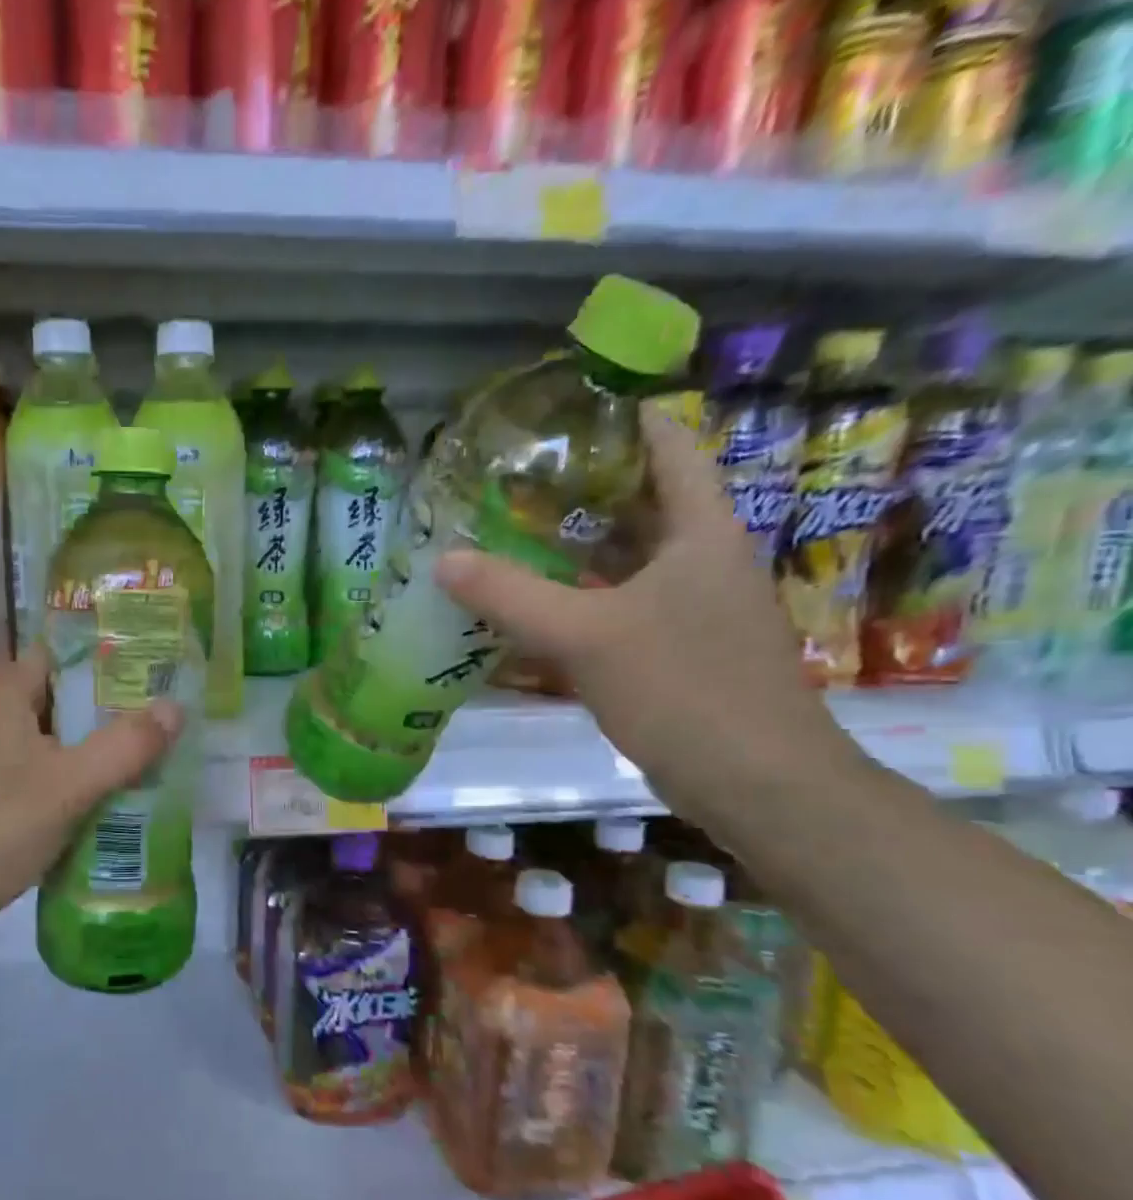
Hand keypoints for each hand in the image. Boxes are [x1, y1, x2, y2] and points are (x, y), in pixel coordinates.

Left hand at [0, 649, 181, 940]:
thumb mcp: (71, 786)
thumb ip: (126, 745)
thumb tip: (176, 707)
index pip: (58, 656)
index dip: (103, 664)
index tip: (147, 681)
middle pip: (53, 695)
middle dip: (100, 709)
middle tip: (150, 723)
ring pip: (40, 731)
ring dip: (81, 742)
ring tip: (131, 756)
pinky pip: (25, 760)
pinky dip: (57, 767)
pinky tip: (88, 792)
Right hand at [435, 405, 855, 825]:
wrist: (756, 784)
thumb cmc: (684, 690)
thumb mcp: (586, 636)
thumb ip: (510, 595)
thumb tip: (443, 560)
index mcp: (700, 532)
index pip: (667, 446)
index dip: (619, 419)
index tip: (557, 414)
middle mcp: (700, 559)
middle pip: (638, 501)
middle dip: (576, 488)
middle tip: (506, 481)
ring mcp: (689, 607)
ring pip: (623, 559)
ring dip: (570, 548)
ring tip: (504, 534)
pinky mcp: (674, 650)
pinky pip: (616, 606)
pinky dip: (574, 599)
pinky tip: (528, 608)